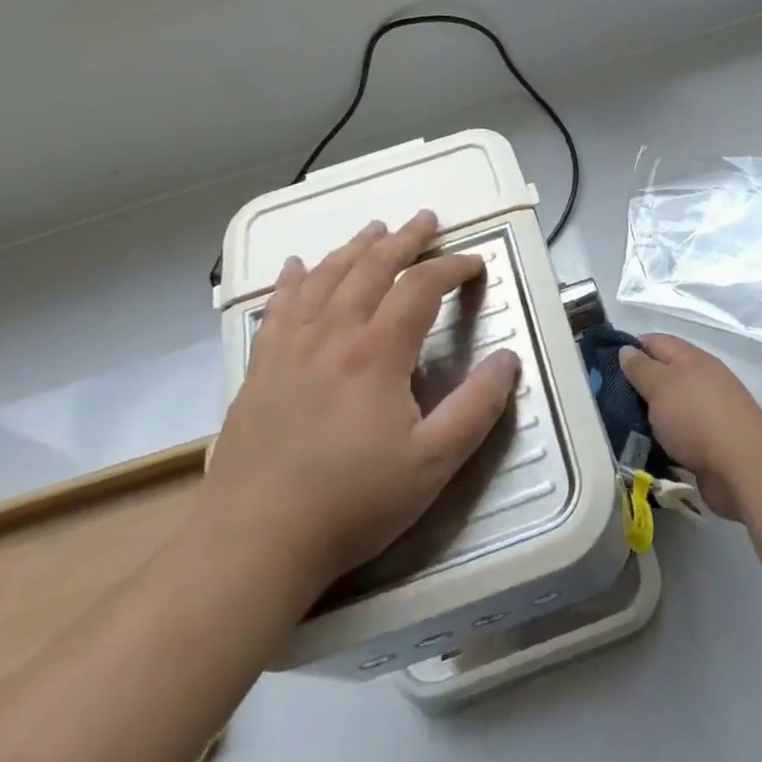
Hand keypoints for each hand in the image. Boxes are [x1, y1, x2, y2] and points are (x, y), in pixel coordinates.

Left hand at [191, 211, 519, 604]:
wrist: (253, 541)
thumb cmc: (351, 503)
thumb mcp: (432, 464)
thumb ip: (476, 408)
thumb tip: (508, 359)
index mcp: (377, 352)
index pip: (421, 287)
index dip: (452, 267)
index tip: (476, 264)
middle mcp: (333, 334)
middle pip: (371, 267)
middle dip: (404, 239)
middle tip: (425, 220)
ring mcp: (290, 347)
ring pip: (325, 277)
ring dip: (354, 248)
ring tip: (375, 229)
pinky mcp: (261, 367)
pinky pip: (278, 306)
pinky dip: (292, 280)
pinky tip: (296, 267)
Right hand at [618, 333, 761, 520]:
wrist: (744, 470)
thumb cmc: (697, 418)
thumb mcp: (661, 386)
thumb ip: (641, 368)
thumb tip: (626, 349)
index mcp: (691, 359)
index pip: (654, 342)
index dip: (629, 349)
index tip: (603, 367)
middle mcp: (701, 381)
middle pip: (661, 377)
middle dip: (634, 389)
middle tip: (605, 403)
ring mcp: (707, 414)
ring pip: (667, 410)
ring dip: (646, 419)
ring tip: (617, 430)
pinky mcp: (708, 445)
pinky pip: (676, 438)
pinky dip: (660, 443)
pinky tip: (641, 452)